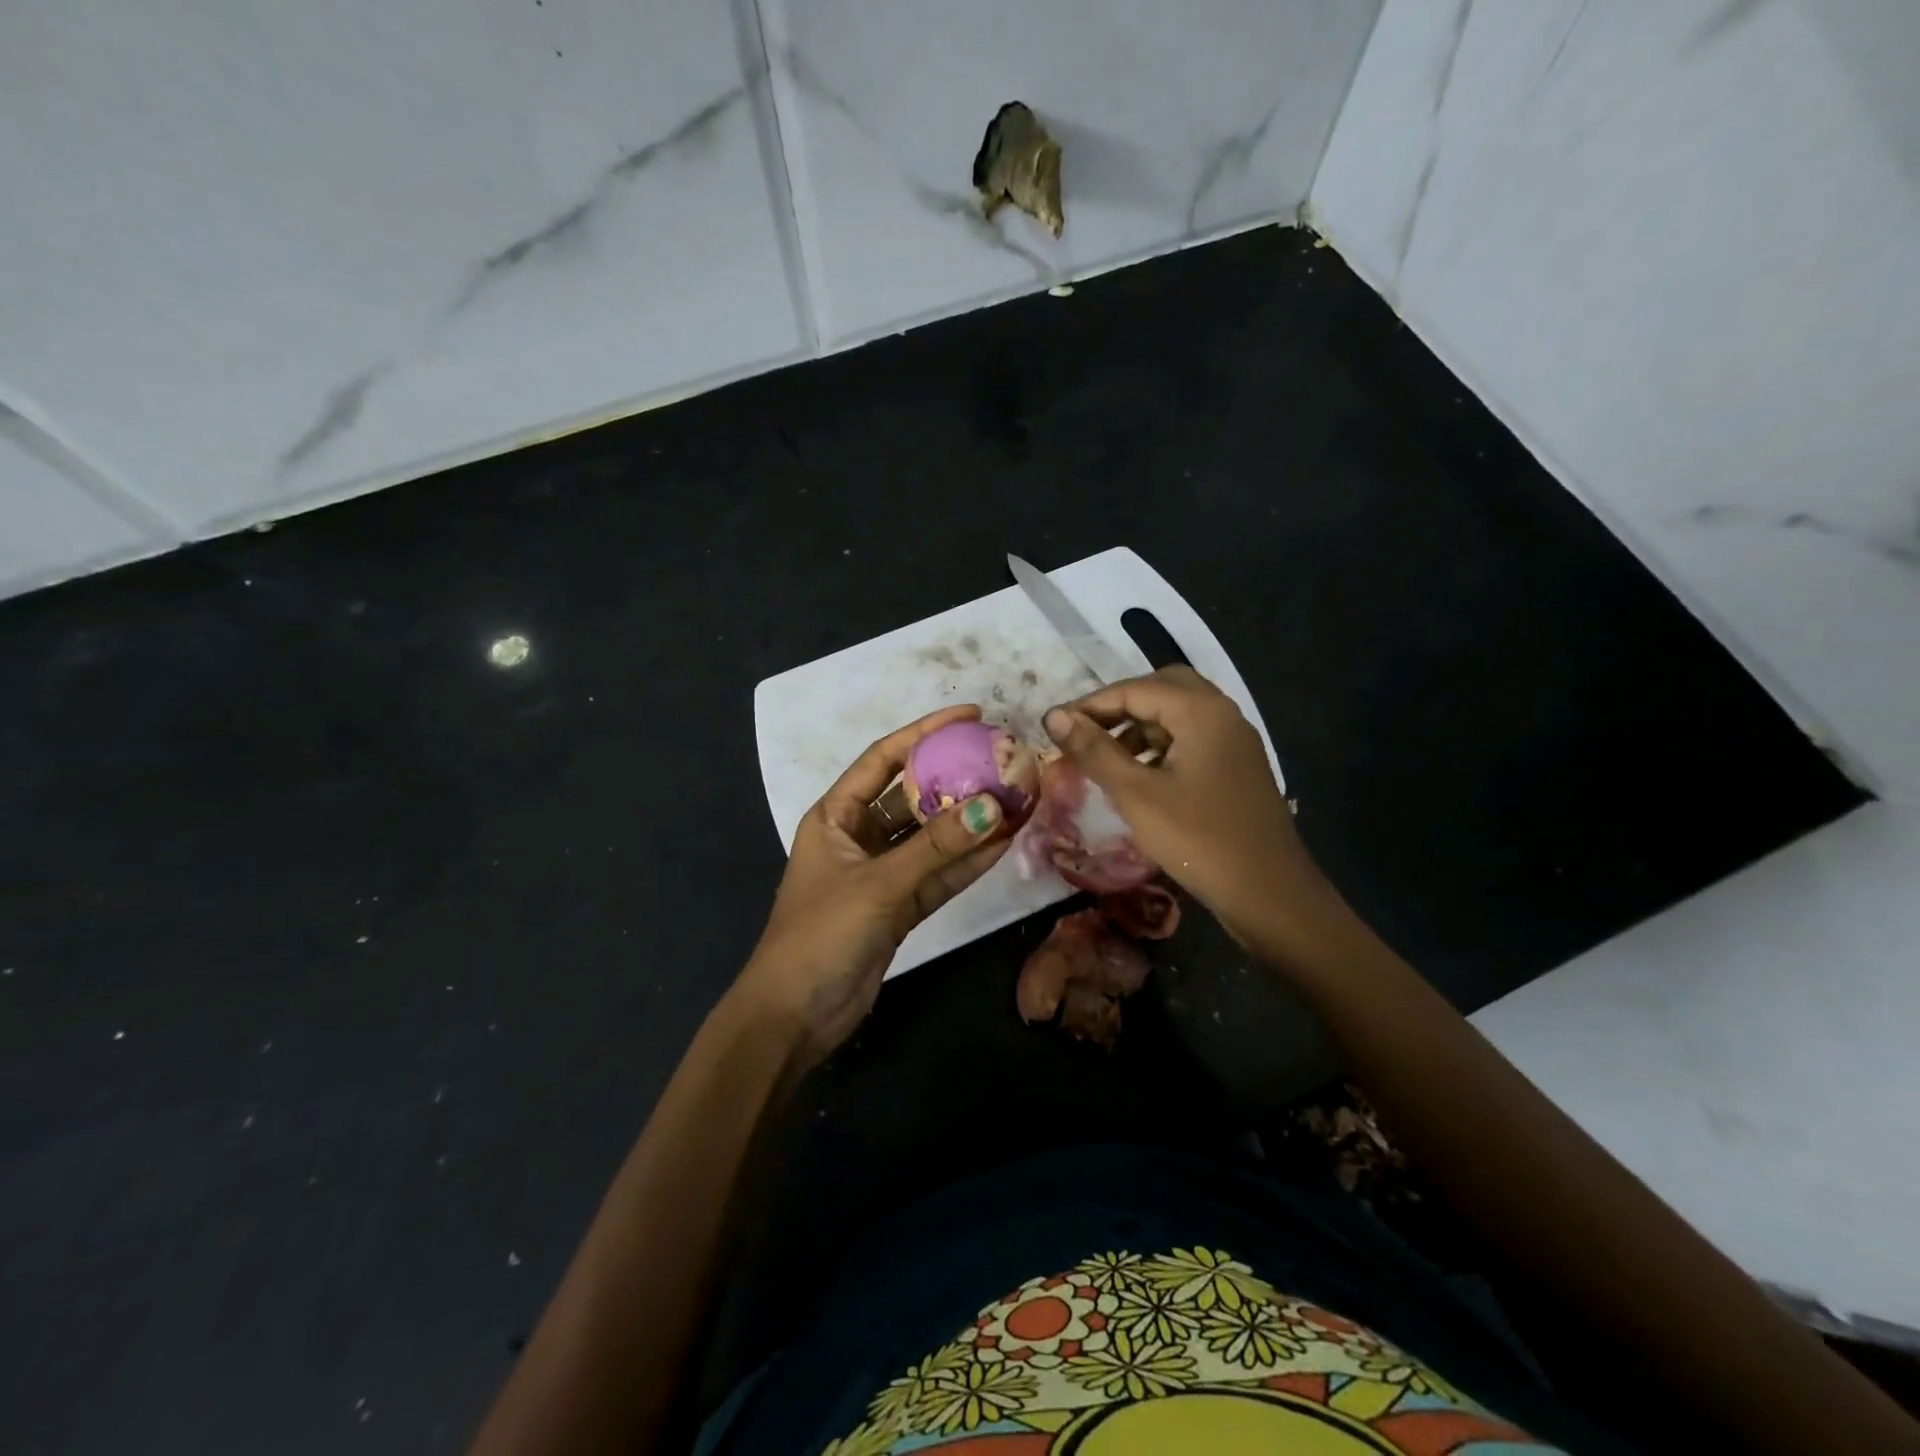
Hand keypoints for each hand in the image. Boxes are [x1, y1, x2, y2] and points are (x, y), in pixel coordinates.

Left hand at [737, 706, 1013, 1066]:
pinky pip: (939, 874)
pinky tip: (1004, 842)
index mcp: (836, 816)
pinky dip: (968, 862)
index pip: (884, 758)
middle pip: (913, 795)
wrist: (796, 1016)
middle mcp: (859, 836)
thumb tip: (994, 807)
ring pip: (932, 837)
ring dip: (969, 822)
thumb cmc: (821, 934)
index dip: (925, 732)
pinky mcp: (899, 907)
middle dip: (955, 778)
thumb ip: (936, 848)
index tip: (970, 715)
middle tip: (1002, 759)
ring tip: (1016, 797)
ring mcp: (881, 872)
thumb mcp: (879, 884)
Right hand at [1044, 667, 1320, 945]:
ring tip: (1105, 756)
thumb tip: (1054, 716)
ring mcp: (1234, 741)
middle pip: (1162, 689)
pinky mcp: (1237, 767)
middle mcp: (1222, 714)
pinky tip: (1140, 776)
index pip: (1135, 689)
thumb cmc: (1198, 841)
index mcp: (1201, 712)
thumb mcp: (1136, 794)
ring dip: (1139, 726)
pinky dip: (1161, 746)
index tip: (1053, 726)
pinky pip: (1192, 739)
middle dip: (1119, 706)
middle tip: (1084, 732)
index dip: (1089, 705)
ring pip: (1179, 715)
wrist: (1269, 894)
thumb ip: (1094, 750)